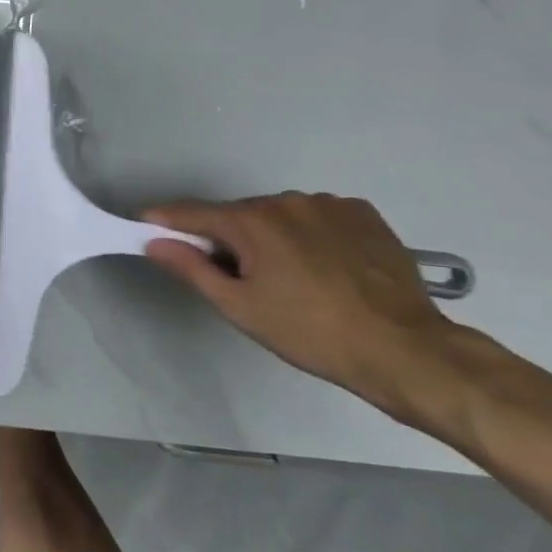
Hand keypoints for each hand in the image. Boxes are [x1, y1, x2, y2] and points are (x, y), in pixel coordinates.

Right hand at [141, 192, 459, 413]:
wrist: (405, 350)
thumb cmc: (310, 333)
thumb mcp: (240, 307)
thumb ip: (192, 268)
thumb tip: (154, 241)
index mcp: (251, 221)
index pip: (192, 212)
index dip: (165, 220)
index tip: (146, 227)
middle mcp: (286, 200)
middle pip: (238, 215)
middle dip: (227, 238)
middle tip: (235, 278)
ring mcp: (329, 204)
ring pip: (279, 216)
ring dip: (270, 237)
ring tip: (289, 278)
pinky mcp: (364, 214)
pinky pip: (317, 218)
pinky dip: (308, 235)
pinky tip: (323, 267)